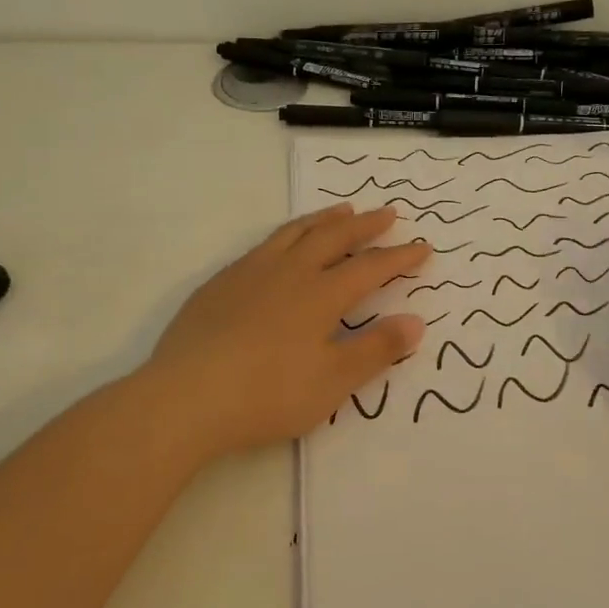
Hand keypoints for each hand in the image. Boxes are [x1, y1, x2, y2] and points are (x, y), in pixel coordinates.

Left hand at [137, 204, 428, 459]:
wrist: (186, 398)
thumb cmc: (268, 394)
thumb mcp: (333, 381)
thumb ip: (376, 349)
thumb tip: (416, 321)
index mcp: (321, 294)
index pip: (370, 268)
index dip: (399, 257)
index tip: (423, 247)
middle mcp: (289, 272)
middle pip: (334, 237)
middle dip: (366, 225)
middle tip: (388, 213)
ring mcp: (251, 273)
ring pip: (296, 233)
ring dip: (324, 219)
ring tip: (342, 209)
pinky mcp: (221, 283)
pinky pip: (263, 245)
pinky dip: (286, 234)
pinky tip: (283, 244)